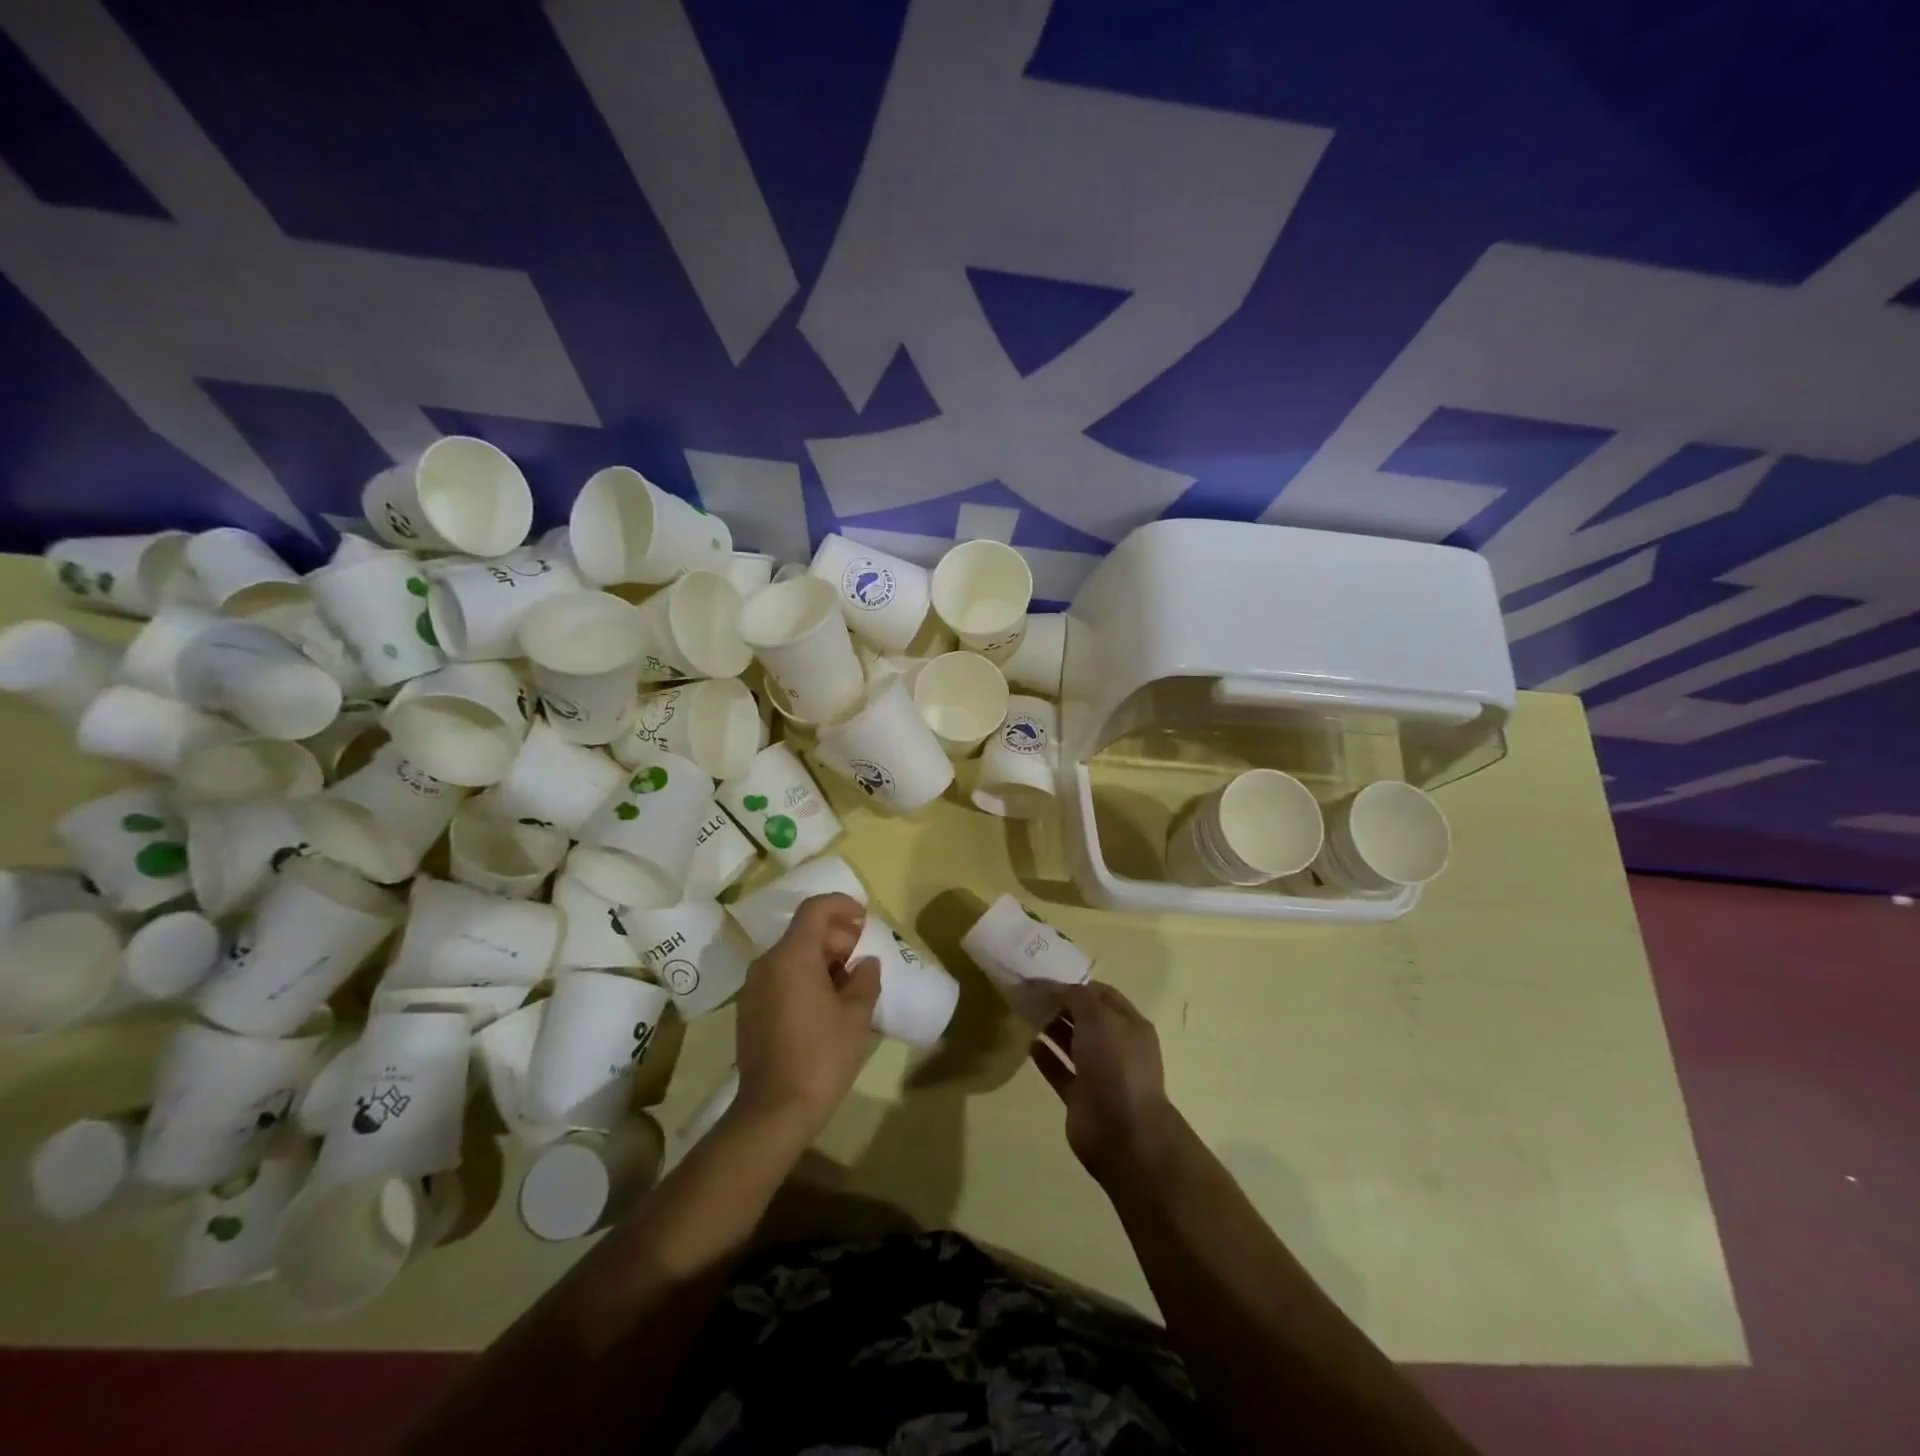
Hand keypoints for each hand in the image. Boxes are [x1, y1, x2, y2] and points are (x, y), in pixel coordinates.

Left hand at [732, 893, 879, 1145]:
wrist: (773, 1112)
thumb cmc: (821, 1056)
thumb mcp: (856, 1016)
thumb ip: (865, 980)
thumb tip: (865, 963)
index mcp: (792, 956)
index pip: (815, 909)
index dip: (842, 905)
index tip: (864, 919)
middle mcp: (767, 964)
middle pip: (803, 932)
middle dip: (836, 937)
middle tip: (862, 959)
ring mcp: (753, 988)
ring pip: (791, 956)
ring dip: (822, 960)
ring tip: (849, 985)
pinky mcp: (749, 1012)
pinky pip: (780, 979)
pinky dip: (804, 978)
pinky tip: (826, 1006)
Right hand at [1031, 981, 1179, 1180]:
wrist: (1122, 1131)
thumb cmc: (1115, 1063)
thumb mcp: (1098, 1017)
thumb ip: (1077, 997)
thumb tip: (1058, 988)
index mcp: (1130, 1024)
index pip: (1103, 995)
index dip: (1077, 985)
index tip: (1047, 977)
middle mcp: (1117, 1047)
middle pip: (1087, 1019)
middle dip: (1063, 1005)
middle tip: (1031, 994)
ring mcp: (1099, 1074)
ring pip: (1073, 1044)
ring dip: (1053, 1029)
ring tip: (1027, 1014)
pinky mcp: (1081, 1098)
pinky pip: (1061, 1072)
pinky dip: (1047, 1058)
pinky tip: (1029, 1045)